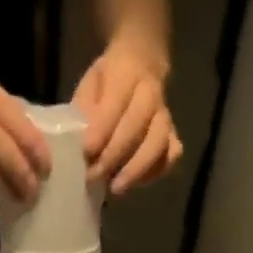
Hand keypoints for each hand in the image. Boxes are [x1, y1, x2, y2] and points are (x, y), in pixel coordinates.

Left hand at [73, 43, 181, 195]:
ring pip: (158, 144)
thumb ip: (84, 108)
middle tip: (93, 175)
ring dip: (136, 169)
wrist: (141, 65)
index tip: (86, 151)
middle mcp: (151, 94)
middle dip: (114, 154)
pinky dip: (155, 172)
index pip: (116, 103)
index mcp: (127, 74)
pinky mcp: (173, 135)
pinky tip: (135, 182)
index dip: (101, 129)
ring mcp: (165, 116)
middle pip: (137, 126)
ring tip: (115, 188)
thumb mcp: (89, 84)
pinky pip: (170, 156)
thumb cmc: (107, 81)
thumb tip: (79, 140)